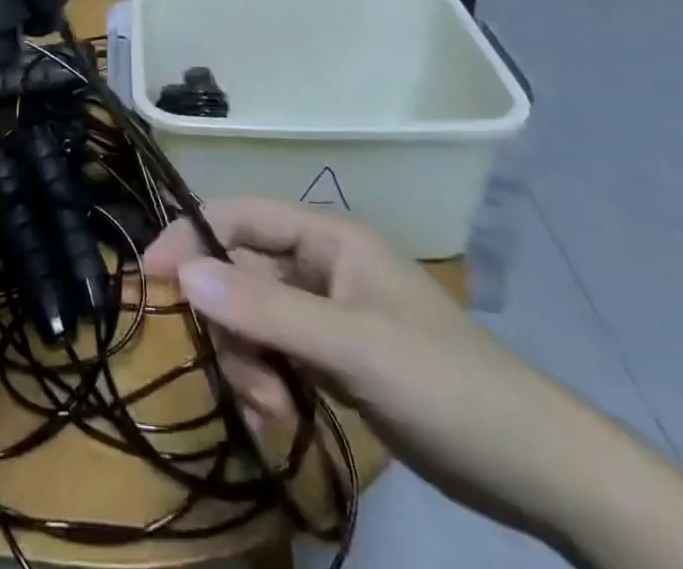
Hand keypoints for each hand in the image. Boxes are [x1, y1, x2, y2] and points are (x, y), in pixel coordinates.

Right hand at [143, 199, 606, 540]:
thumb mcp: (350, 345)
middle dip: (231, 327)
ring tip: (277, 414)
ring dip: (250, 365)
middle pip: (239, 273)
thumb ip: (265, 308)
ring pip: (252, 319)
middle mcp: (318, 263)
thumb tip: (182, 272)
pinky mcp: (332, 355)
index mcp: (325, 235)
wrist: (534, 467)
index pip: (237, 215)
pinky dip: (268, 382)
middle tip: (247, 384)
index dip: (189, 238)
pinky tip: (285, 419)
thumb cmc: (444, 384)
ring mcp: (325, 311)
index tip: (149, 278)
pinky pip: (274, 353)